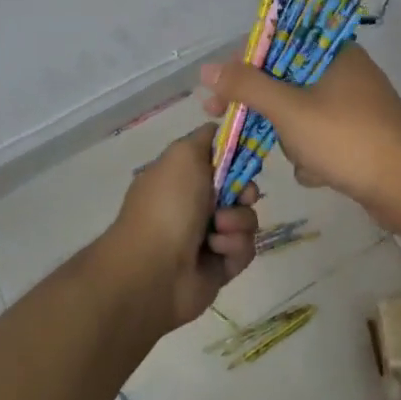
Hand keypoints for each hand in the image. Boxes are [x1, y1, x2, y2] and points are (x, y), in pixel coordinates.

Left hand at [107, 123, 259, 330]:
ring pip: (246, 219)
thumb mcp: (183, 155)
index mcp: (181, 176)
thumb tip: (221, 130)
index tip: (247, 156)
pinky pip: (245, 248)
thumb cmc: (168, 205)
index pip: (220, 158)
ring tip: (217, 230)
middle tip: (240, 196)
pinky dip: (234, 247)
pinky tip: (216, 251)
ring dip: (237, 221)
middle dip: (245, 190)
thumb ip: (206, 138)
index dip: (237, 156)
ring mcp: (207, 235)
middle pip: (239, 188)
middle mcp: (194, 204)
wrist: (154, 269)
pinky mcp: (220, 265)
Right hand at [199, 45, 400, 226]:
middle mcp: (346, 72)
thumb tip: (207, 68)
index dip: (244, 68)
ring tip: (304, 159)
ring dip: (294, 140)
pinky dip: (315, 155)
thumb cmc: (346, 138)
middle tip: (235, 128)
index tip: (219, 92)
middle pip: (286, 83)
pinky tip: (319, 173)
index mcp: (333, 52)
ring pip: (302, 115)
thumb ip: (247, 86)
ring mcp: (357, 105)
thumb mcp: (288, 109)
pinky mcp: (362, 135)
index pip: (277, 45)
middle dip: (269, 114)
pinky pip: (322, 137)